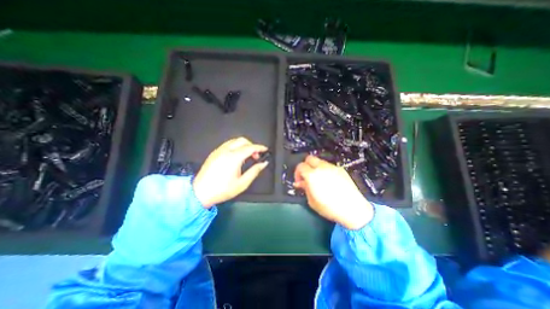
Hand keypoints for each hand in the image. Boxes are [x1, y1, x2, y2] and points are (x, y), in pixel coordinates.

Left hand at [193, 136, 268, 206]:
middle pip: (243, 140)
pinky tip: (237, 156)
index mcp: (233, 158)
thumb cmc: (221, 190)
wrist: (200, 192)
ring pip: (235, 141)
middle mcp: (226, 151)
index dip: (260, 147)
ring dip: (244, 145)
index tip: (265, 149)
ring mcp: (219, 151)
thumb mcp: (242, 183)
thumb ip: (254, 171)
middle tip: (256, 155)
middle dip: (252, 145)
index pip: (250, 147)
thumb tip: (263, 164)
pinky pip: (228, 144)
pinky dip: (236, 146)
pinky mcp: (214, 153)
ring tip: (248, 156)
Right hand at [297, 155, 373, 230]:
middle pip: (309, 158)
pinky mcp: (341, 169)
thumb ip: (305, 188)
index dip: (297, 173)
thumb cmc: (330, 208)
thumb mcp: (312, 201)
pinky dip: (325, 170)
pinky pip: (329, 166)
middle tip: (306, 176)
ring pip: (319, 161)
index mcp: (312, 175)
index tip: (299, 181)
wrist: (353, 209)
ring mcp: (332, 167)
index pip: (300, 166)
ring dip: (315, 167)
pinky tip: (328, 181)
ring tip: (318, 179)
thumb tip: (300, 183)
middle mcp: (322, 168)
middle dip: (305, 166)